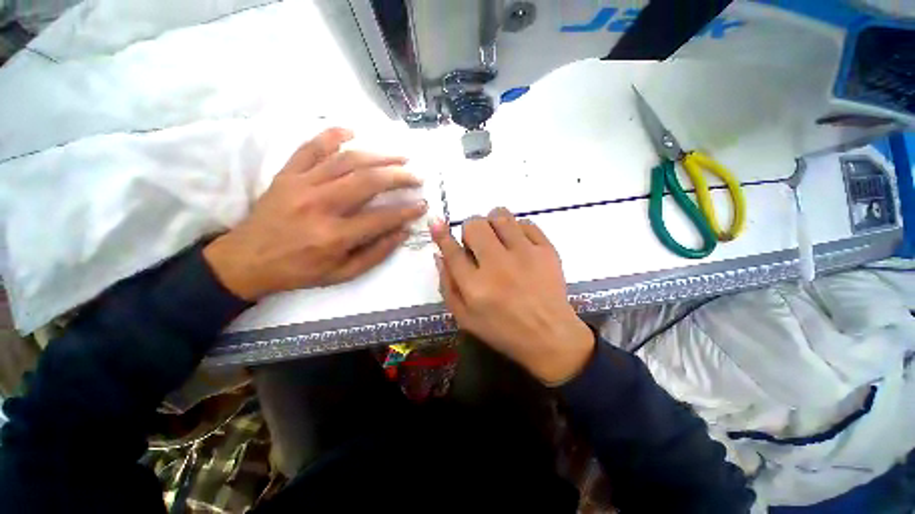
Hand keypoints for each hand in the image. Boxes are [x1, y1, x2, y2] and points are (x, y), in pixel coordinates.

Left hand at [204, 128, 426, 299]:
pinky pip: (310, 148)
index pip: (382, 218)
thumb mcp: (343, 274)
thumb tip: (403, 232)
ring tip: (399, 156)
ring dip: (378, 155)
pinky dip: (331, 135)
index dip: (407, 210)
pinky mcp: (287, 175)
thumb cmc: (299, 271)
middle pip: (368, 181)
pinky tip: (352, 131)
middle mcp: (320, 205)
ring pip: (346, 160)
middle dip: (399, 176)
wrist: (247, 260)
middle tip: (416, 176)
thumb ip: (376, 253)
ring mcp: (301, 185)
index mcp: (334, 236)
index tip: (423, 205)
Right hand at [431, 208, 594, 383]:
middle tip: (478, 243)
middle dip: (470, 230)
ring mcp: (525, 255)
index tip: (437, 223)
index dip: (441, 234)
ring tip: (498, 238)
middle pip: (475, 225)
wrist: (549, 336)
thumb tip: (439, 255)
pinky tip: (518, 244)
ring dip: (493, 223)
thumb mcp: (465, 318)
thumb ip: (448, 286)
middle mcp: (498, 265)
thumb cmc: (503, 330)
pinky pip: (526, 223)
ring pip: (500, 216)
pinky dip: (517, 229)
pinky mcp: (547, 250)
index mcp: (475, 286)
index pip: (452, 251)